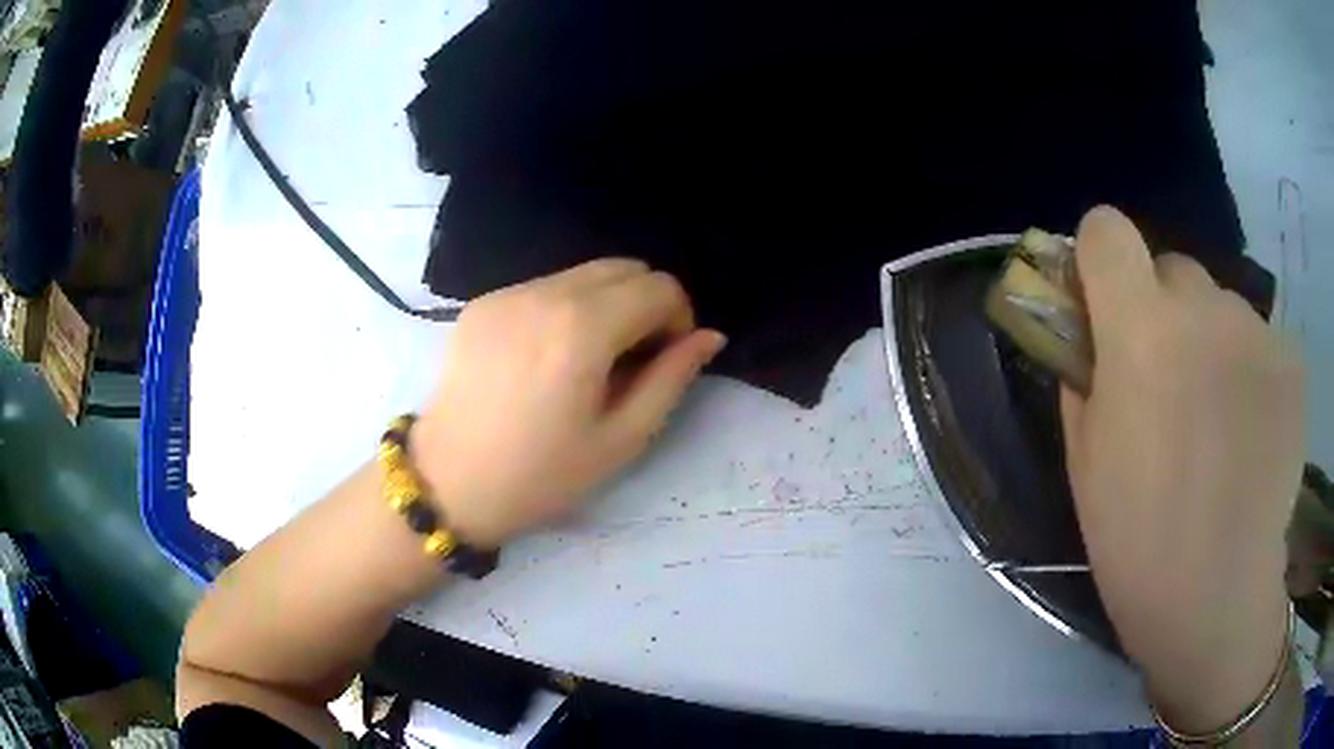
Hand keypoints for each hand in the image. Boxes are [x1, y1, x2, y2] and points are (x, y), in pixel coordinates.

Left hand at [411, 260, 725, 547]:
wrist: (447, 483)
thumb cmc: (539, 475)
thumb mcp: (620, 440)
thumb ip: (671, 379)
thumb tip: (709, 336)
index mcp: (583, 328)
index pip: (659, 286)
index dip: (678, 319)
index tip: (665, 359)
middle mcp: (544, 294)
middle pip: (624, 267)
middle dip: (645, 303)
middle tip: (632, 358)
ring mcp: (507, 293)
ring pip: (583, 273)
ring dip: (605, 303)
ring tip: (588, 359)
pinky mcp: (482, 302)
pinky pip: (544, 286)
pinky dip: (565, 307)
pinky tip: (546, 356)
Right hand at [1061, 208, 1303, 730]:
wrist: (1217, 598)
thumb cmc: (1137, 539)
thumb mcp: (1083, 458)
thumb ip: (1083, 371)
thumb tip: (1089, 329)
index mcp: (1140, 329)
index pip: (1107, 228)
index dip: (1101, 258)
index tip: (1106, 304)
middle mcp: (1204, 307)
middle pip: (1173, 267)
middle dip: (1164, 309)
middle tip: (1171, 381)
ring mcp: (1257, 329)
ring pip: (1222, 304)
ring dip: (1212, 340)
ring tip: (1218, 419)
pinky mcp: (1291, 359)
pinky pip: (1260, 339)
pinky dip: (1251, 369)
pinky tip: (1251, 431)